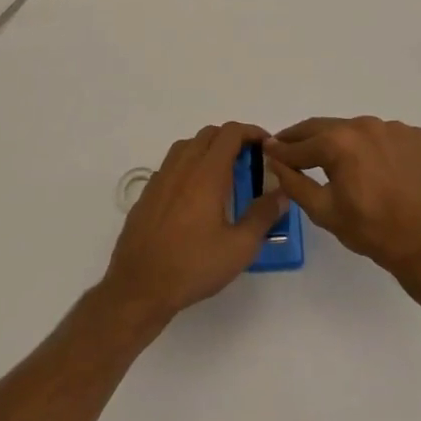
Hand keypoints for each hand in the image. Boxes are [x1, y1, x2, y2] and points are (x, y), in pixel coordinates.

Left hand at [99, 123, 289, 330]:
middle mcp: (181, 168)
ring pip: (187, 146)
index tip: (267, 146)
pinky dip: (189, 166)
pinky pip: (171, 165)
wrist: (138, 288)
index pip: (230, 133)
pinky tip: (195, 194)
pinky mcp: (147, 194)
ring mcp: (160, 179)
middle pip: (208, 134)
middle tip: (249, 162)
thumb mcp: (239, 247)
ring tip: (224, 174)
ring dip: (208, 149)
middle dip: (232, 139)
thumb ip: (263, 216)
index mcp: (206, 174)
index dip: (252, 132)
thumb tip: (281, 193)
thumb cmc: (193, 266)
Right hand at [266, 116, 420, 282]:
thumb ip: (294, 182)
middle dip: (304, 138)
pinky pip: (384, 136)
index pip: (300, 144)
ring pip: (356, 130)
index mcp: (339, 142)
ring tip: (333, 159)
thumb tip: (274, 159)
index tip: (268, 150)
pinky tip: (373, 167)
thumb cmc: (370, 230)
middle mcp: (365, 125)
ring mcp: (394, 128)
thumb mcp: (323, 211)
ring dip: (341, 141)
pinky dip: (372, 147)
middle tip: (288, 146)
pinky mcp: (416, 136)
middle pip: (326, 128)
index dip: (281, 149)